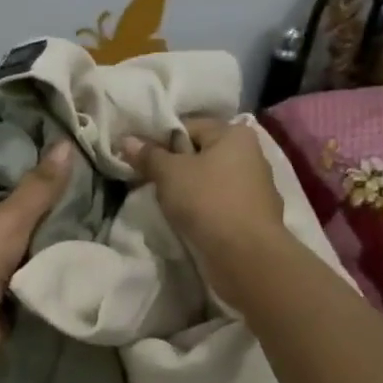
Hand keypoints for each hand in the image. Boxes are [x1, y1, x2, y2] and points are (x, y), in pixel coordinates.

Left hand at [0, 141, 72, 356]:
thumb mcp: (13, 216)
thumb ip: (40, 185)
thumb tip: (66, 143)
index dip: (22, 169)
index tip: (56, 160)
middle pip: (12, 211)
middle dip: (42, 205)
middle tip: (80, 187)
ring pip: (24, 240)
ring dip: (47, 234)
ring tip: (86, 213)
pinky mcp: (2, 288)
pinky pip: (31, 266)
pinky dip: (48, 261)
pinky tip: (75, 249)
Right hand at [120, 118, 285, 303]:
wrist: (245, 256)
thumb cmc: (208, 201)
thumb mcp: (169, 173)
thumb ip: (148, 155)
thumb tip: (127, 140)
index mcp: (234, 134)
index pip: (189, 127)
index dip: (162, 140)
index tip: (142, 159)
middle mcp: (251, 155)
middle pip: (200, 153)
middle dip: (174, 166)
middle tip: (150, 181)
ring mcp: (255, 187)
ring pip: (210, 180)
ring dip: (188, 189)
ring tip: (166, 203)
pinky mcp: (253, 216)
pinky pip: (219, 203)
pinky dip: (203, 208)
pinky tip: (188, 219)